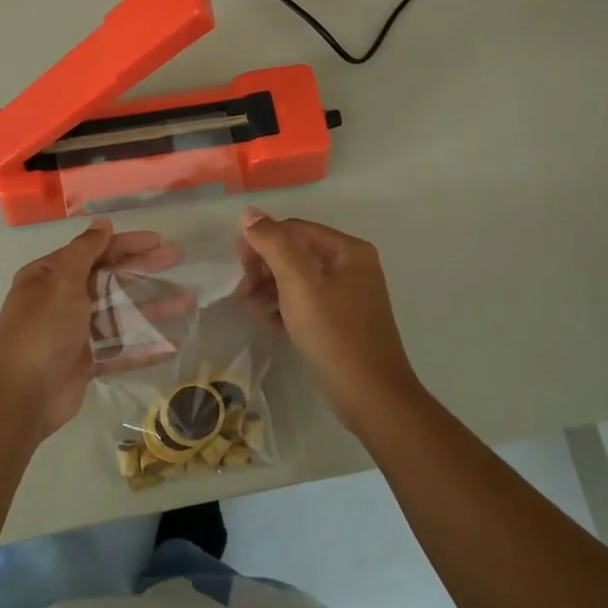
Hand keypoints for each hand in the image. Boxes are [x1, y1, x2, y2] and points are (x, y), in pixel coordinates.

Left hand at [0, 219, 180, 440]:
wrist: (21, 398)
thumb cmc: (41, 332)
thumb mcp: (61, 283)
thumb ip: (84, 252)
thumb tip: (101, 222)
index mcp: (49, 277)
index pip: (93, 252)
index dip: (125, 244)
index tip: (157, 239)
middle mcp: (61, 300)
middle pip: (109, 279)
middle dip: (143, 268)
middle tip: (177, 257)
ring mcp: (75, 332)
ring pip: (119, 314)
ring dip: (151, 306)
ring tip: (186, 301)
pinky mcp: (86, 362)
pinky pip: (119, 349)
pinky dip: (143, 347)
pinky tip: (170, 344)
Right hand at [238, 208, 420, 431]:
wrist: (369, 394)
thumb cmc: (333, 332)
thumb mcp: (298, 282)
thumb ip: (273, 243)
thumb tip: (250, 213)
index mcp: (348, 250)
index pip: (295, 229)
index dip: (262, 241)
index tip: (238, 266)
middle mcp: (352, 266)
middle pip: (296, 252)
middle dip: (265, 267)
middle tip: (243, 290)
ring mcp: (348, 295)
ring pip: (298, 279)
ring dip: (269, 288)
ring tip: (251, 308)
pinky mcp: (341, 321)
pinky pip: (305, 302)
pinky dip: (284, 307)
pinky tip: (269, 323)